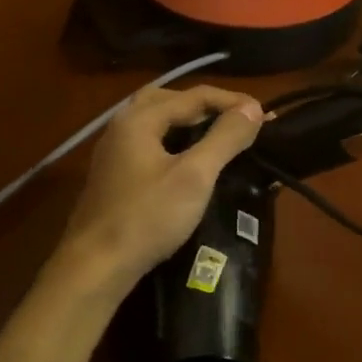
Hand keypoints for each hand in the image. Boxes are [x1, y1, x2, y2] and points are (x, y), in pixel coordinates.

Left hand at [59, 84, 262, 289]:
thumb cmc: (148, 217)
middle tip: (236, 119)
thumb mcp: (194, 176)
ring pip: (156, 121)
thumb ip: (224, 138)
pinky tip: (188, 160)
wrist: (96, 266)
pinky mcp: (113, 175)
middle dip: (206, 105)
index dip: (232, 101)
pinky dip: (174, 139)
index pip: (194, 95)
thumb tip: (252, 108)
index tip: (265, 115)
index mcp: (140, 119)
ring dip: (188, 121)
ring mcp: (114, 152)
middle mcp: (122, 126)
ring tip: (217, 135)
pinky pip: (149, 142)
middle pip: (169, 100)